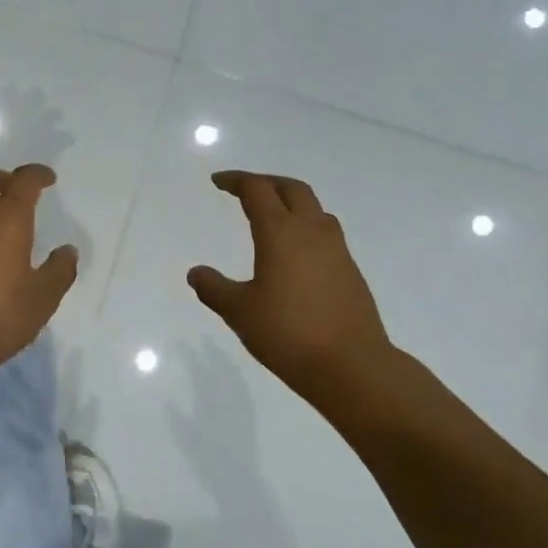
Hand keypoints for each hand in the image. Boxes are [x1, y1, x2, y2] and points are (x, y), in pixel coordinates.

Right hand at [188, 171, 402, 412]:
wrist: (352, 366)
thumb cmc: (288, 333)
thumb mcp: (239, 312)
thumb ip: (214, 288)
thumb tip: (196, 273)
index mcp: (280, 233)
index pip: (257, 190)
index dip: (236, 181)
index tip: (218, 182)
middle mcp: (311, 232)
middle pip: (292, 189)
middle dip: (267, 182)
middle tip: (245, 189)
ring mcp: (337, 251)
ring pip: (315, 209)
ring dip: (291, 202)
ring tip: (273, 216)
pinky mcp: (350, 271)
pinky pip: (326, 233)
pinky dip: (306, 228)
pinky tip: (295, 253)